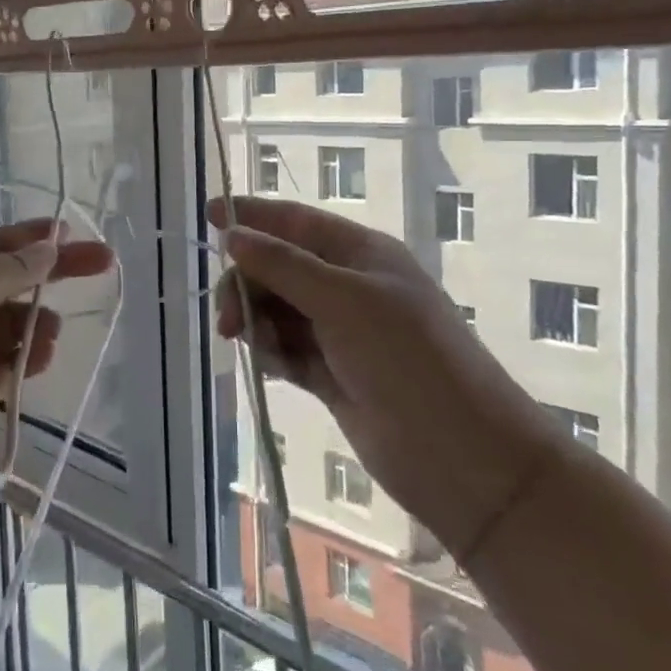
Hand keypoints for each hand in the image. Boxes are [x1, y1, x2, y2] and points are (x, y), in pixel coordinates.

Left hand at [0, 220, 113, 510]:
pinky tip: (44, 356)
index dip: (34, 237)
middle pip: (14, 279)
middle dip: (55, 271)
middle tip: (102, 262)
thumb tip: (49, 246)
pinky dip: (32, 355)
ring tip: (52, 331)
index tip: (72, 231)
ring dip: (40, 321)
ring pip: (17, 323)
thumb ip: (10, 269)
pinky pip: (14, 362)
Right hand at [209, 196, 556, 560]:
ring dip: (256, 320)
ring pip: (276, 309)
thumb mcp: (345, 301)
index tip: (208, 214)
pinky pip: (284, 348)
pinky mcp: (330, 372)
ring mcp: (339, 331)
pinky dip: (270, 351)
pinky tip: (270, 366)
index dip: (253, 216)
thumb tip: (232, 235)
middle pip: (277, 267)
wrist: (462, 456)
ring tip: (249, 344)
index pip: (295, 222)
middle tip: (228, 319)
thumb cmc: (408, 359)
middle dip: (247, 283)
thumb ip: (284, 266)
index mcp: (360, 254)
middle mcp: (347, 286)